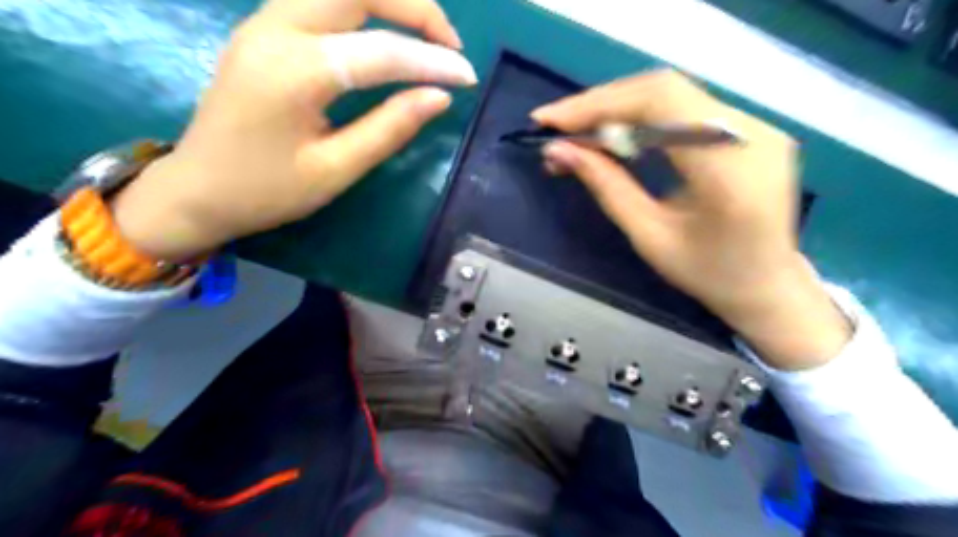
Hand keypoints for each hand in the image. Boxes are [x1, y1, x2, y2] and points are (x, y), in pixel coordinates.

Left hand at [110, 0, 473, 261]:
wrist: (197, 190)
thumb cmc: (267, 190)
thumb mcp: (335, 170)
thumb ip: (389, 129)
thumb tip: (439, 97)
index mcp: (294, 71)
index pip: (381, 51)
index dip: (431, 62)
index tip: (468, 78)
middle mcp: (276, 28)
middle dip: (414, 7)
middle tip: (448, 46)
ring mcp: (265, 21)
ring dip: (389, 2)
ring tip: (424, 38)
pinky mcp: (265, 28)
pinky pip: (322, 0)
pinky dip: (364, 8)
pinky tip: (386, 34)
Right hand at [532, 70, 851, 371]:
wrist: (767, 286)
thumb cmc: (707, 274)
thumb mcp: (649, 236)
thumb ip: (606, 186)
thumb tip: (559, 152)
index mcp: (730, 171)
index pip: (660, 104)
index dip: (600, 104)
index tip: (550, 121)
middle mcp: (752, 134)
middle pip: (664, 90)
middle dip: (601, 104)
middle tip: (557, 126)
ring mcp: (757, 127)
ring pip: (673, 94)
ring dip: (618, 108)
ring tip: (577, 131)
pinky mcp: (750, 129)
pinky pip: (685, 108)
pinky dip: (642, 116)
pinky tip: (615, 132)